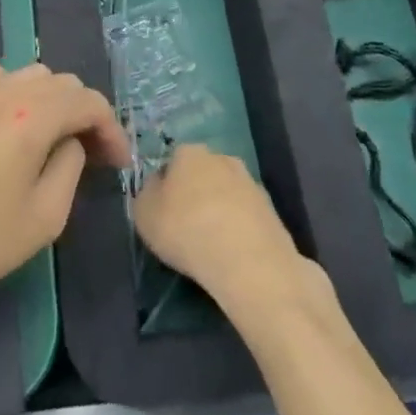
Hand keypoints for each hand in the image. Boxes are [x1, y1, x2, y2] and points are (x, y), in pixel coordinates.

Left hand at [0, 63, 129, 325]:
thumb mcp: (43, 217)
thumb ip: (70, 167)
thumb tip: (70, 143)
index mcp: (31, 116)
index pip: (87, 102)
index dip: (111, 129)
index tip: (119, 163)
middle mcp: (2, 91)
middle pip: (60, 82)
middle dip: (83, 113)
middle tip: (92, 154)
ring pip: (28, 75)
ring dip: (51, 100)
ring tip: (53, 138)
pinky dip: (16, 94)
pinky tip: (12, 128)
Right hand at [132, 143, 306, 304]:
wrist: (248, 261)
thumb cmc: (185, 230)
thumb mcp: (143, 213)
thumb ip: (147, 193)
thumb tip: (159, 186)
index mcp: (190, 152)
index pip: (172, 161)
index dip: (165, 186)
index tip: (163, 211)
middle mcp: (222, 158)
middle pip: (202, 174)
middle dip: (195, 193)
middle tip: (186, 226)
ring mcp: (251, 183)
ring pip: (226, 193)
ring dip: (219, 210)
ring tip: (211, 244)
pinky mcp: (272, 210)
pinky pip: (246, 216)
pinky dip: (238, 229)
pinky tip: (232, 252)